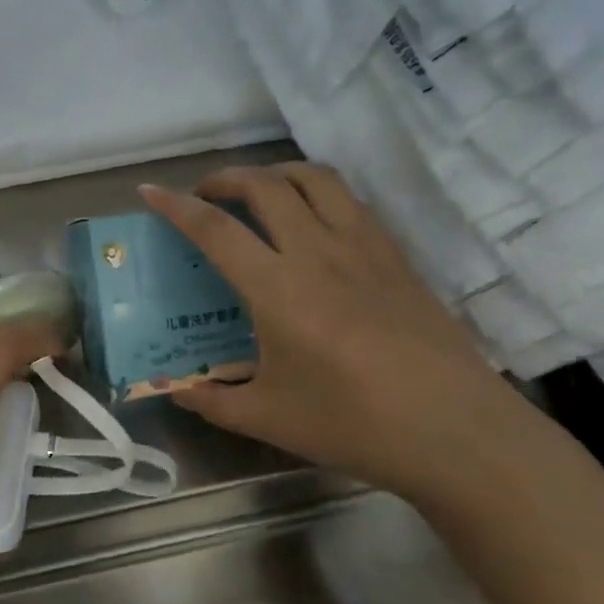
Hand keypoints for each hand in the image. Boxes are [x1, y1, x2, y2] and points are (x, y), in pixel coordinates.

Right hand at [141, 164, 539, 503]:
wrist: (454, 430)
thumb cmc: (353, 425)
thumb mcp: (268, 419)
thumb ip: (211, 401)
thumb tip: (175, 389)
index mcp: (278, 289)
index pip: (215, 230)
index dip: (175, 206)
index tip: (149, 192)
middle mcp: (318, 252)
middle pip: (264, 185)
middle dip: (224, 179)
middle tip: (204, 196)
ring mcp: (363, 247)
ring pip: (314, 179)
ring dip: (275, 173)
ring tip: (257, 193)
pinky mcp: (395, 255)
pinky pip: (349, 201)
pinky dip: (316, 193)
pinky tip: (312, 222)